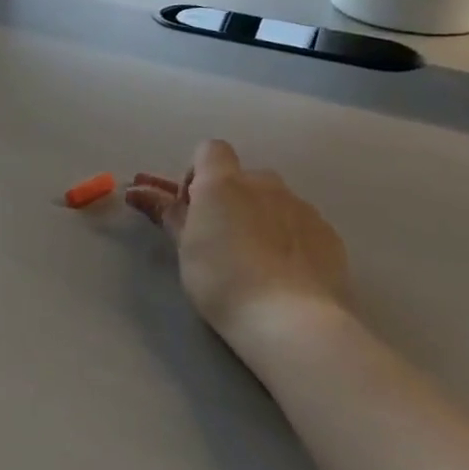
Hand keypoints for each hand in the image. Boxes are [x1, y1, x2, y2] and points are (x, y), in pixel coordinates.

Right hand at [126, 140, 348, 339]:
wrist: (290, 319)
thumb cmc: (221, 279)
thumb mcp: (184, 247)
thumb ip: (168, 213)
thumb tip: (140, 191)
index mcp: (223, 182)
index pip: (210, 150)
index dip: (197, 173)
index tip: (192, 207)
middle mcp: (265, 184)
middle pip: (243, 178)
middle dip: (229, 199)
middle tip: (218, 238)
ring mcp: (301, 207)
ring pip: (273, 201)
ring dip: (259, 217)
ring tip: (253, 259)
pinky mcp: (328, 233)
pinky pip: (299, 223)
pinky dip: (287, 237)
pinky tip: (282, 271)